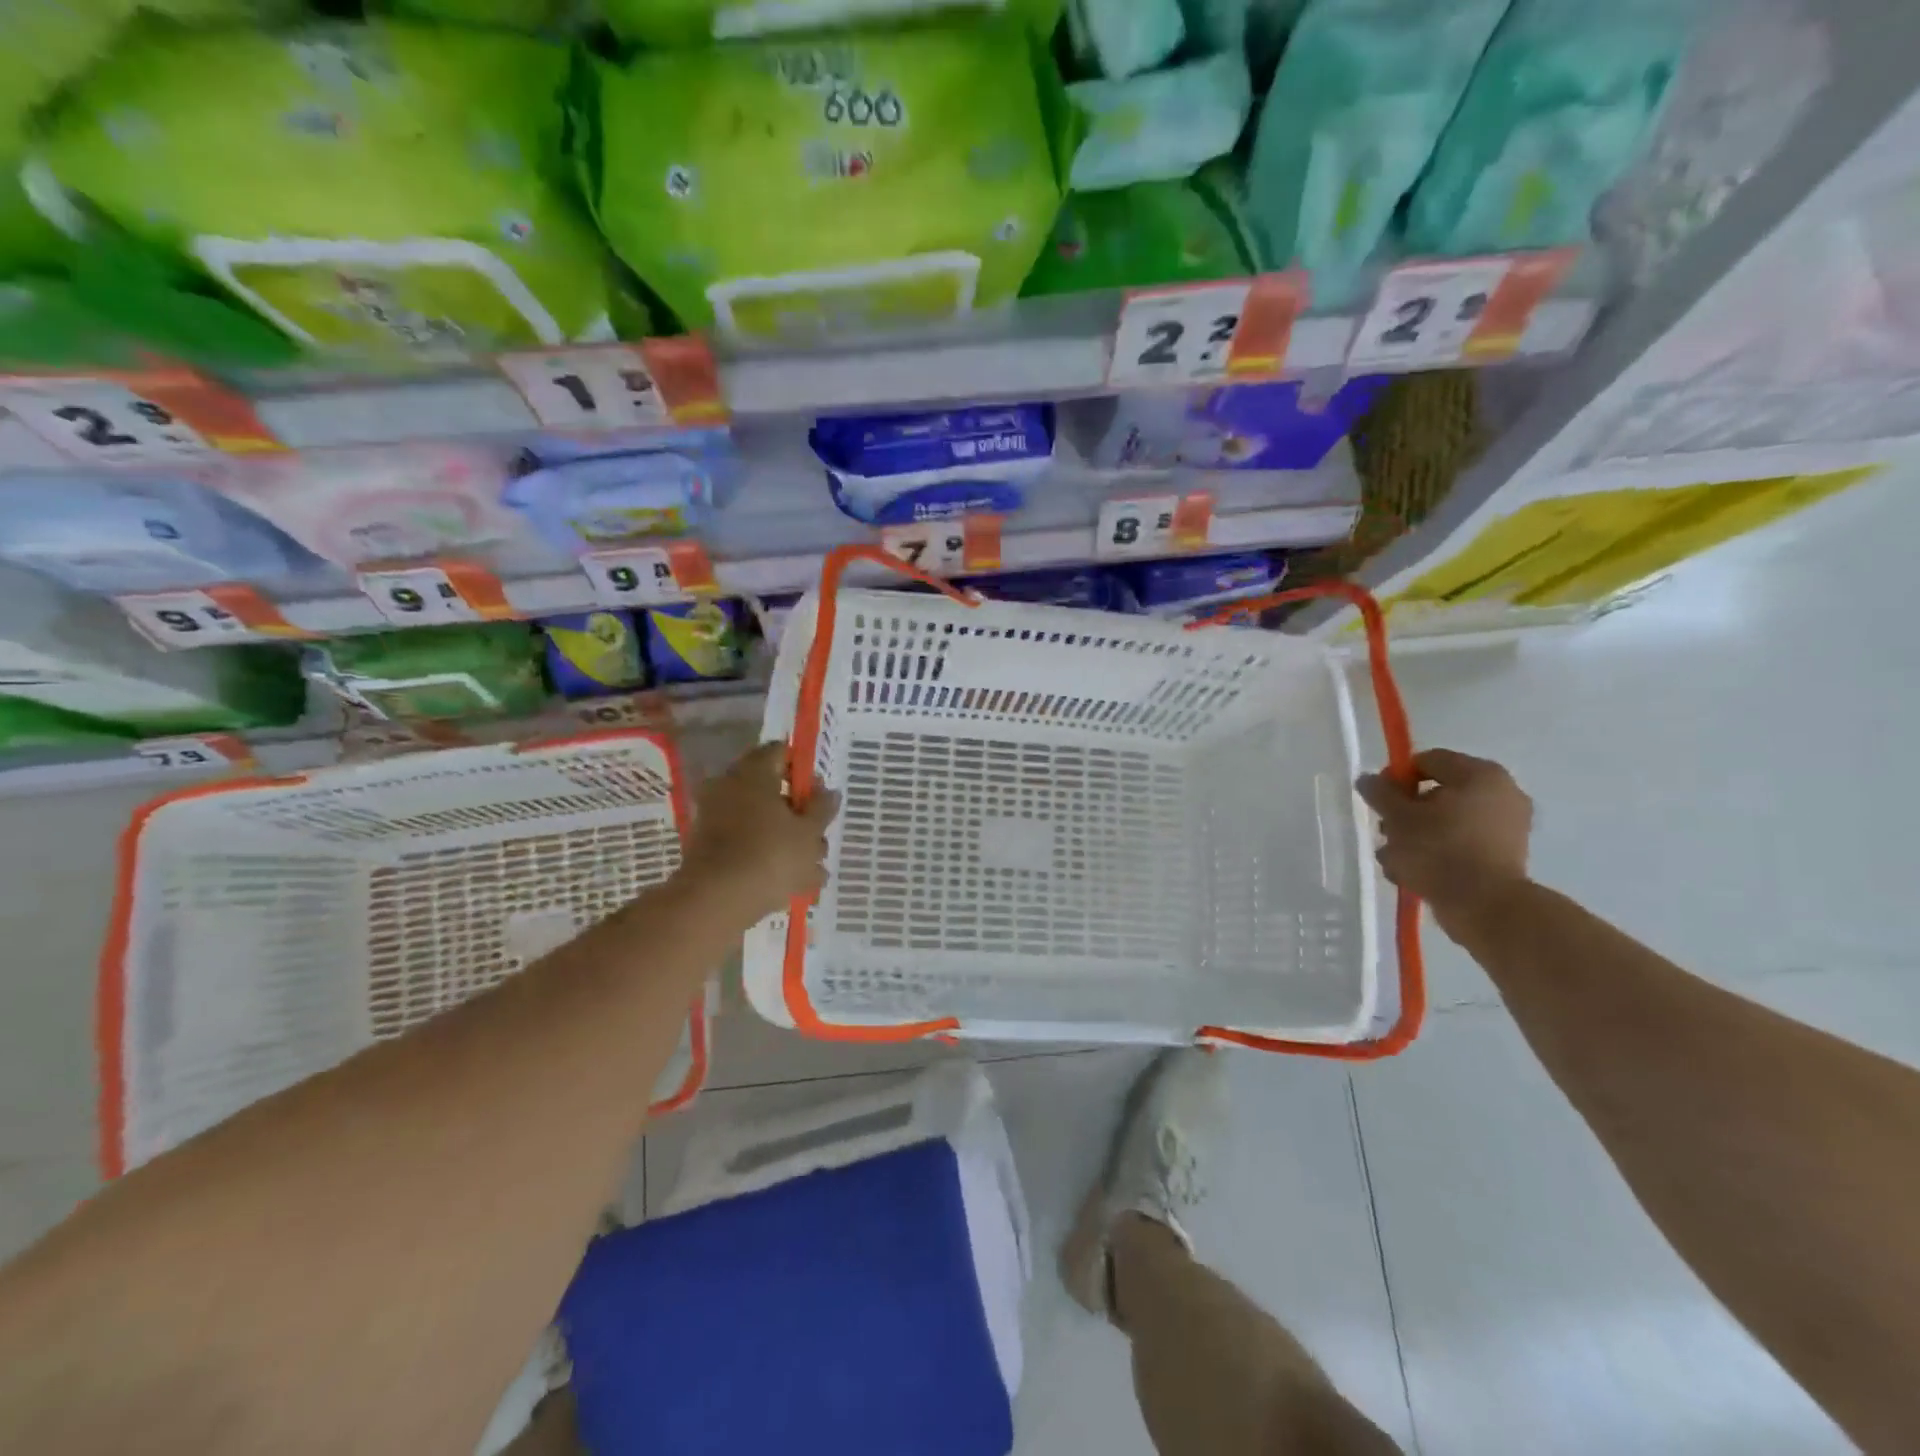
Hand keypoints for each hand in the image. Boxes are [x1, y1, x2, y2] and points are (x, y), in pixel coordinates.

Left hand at [680, 743, 838, 924]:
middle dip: (798, 812)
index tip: (819, 796)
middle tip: (818, 836)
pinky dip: (767, 856)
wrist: (715, 901)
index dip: (803, 770)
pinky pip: (746, 843)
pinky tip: (793, 883)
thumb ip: (822, 808)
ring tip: (813, 870)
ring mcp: (715, 818)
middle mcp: (729, 787)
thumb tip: (828, 792)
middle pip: (771, 789)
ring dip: (786, 839)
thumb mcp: (809, 832)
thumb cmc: (770, 856)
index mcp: (753, 772)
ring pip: (760, 820)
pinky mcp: (709, 848)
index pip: (780, 752)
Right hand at [1356, 749, 1532, 931]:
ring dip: (1415, 837)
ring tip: (1394, 860)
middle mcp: (1501, 793)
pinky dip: (1437, 854)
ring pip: (1445, 822)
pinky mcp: (1504, 857)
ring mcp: (1506, 827)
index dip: (1397, 777)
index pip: (1428, 761)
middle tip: (1386, 832)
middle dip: (1405, 813)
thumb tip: (1368, 779)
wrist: (1486, 907)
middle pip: (1436, 793)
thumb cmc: (1440, 850)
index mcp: (1480, 774)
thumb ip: (1380, 793)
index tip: (1379, 802)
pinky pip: (1461, 844)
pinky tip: (1412, 873)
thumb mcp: (1399, 817)